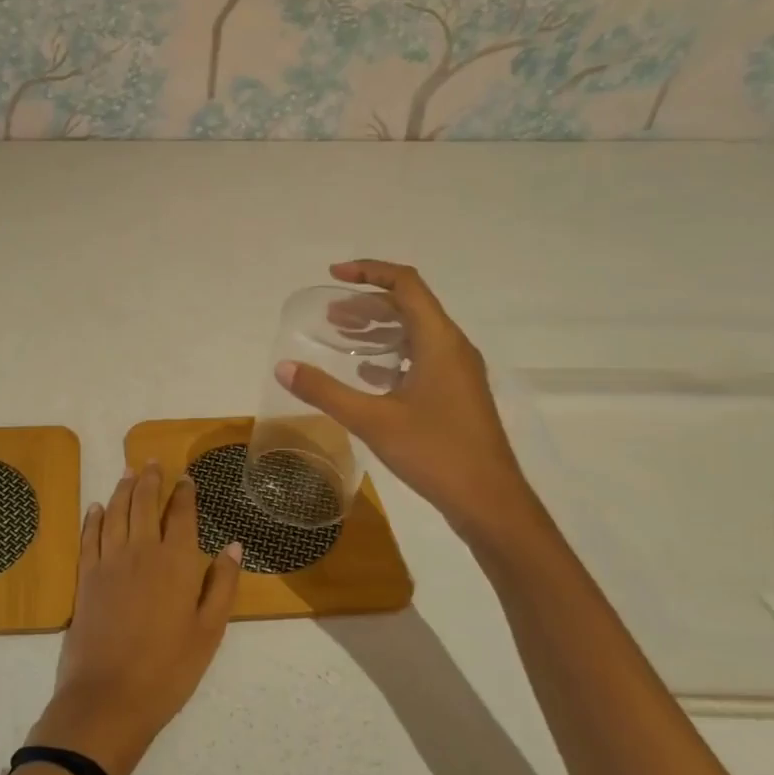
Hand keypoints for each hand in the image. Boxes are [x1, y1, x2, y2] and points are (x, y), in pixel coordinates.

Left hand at [27, 463, 241, 774]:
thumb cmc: (169, 669)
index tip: (186, 478)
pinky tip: (97, 507)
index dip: (184, 493)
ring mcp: (109, 562)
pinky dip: (94, 518)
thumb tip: (234, 546)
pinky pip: (89, 536)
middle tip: (153, 461)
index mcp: (176, 562)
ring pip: (116, 512)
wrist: (109, 697)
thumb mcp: (209, 632)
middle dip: (150, 479)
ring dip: (123, 489)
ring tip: (129, 471)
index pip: (182, 515)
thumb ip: (223, 585)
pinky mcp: (85, 578)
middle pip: (145, 503)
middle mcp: (141, 551)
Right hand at [277, 260, 540, 543]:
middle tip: (330, 315)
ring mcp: (459, 373)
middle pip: (410, 307)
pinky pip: (422, 359)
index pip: (406, 284)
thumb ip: (325, 391)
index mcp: (439, 341)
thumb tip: (284, 367)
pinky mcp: (457, 395)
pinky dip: (392, 356)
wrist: (489, 502)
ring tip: (343, 337)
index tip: (333, 275)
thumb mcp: (372, 420)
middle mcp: (453, 348)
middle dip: (368, 304)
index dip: (369, 271)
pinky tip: (367, 374)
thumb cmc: (435, 453)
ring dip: (379, 330)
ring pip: (416, 334)